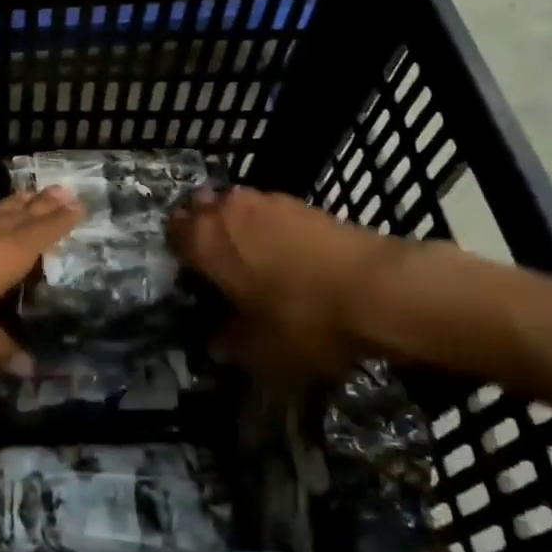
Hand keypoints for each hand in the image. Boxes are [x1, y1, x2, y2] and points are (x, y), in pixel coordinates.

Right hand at [170, 187, 412, 378]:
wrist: (378, 288)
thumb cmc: (304, 319)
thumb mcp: (260, 350)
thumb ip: (229, 342)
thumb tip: (217, 340)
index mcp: (206, 241)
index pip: (173, 233)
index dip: (178, 252)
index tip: (188, 274)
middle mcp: (228, 210)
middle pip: (202, 209)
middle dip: (204, 230)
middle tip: (217, 263)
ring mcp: (266, 200)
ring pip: (236, 206)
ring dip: (237, 225)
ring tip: (253, 257)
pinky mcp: (301, 202)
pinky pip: (269, 210)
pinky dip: (269, 226)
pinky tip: (286, 253)